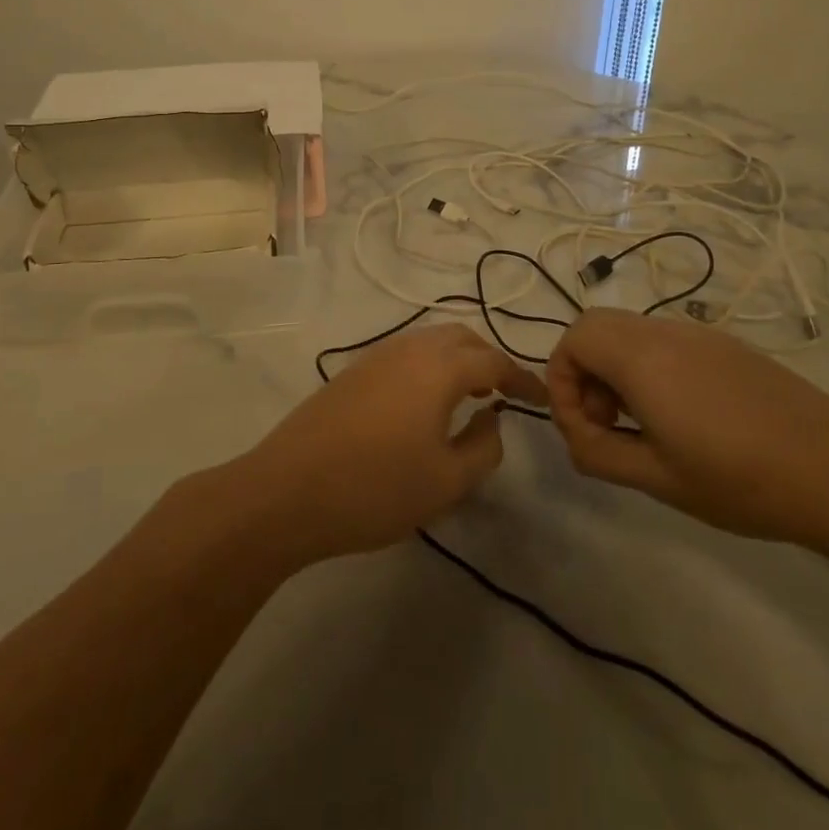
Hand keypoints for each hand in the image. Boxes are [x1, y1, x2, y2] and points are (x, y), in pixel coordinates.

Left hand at [243, 324, 540, 563]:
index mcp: (439, 368)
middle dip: (490, 360)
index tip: (541, 400)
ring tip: (470, 397)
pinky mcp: (353, 372)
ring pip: (431, 342)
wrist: (287, 491)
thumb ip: (484, 447)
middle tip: (505, 394)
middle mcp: (409, 349)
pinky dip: (430, 366)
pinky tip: (426, 403)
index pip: (494, 361)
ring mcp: (376, 356)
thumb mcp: (446, 481)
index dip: (522, 379)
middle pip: (462, 339)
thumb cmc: (375, 489)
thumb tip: (492, 419)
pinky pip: (406, 354)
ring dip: (458, 360)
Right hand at [544, 308, 828, 548]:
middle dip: (584, 370)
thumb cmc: (741, 481)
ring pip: (631, 331)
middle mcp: (665, 332)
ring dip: (616, 368)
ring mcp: (700, 335)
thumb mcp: (658, 479)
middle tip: (606, 421)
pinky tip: (683, 416)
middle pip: (596, 326)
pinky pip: (665, 340)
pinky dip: (649, 366)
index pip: (573, 339)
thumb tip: (576, 436)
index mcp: (642, 359)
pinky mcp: (727, 346)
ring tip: (642, 424)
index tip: (583, 429)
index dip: (561, 381)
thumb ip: (598, 454)